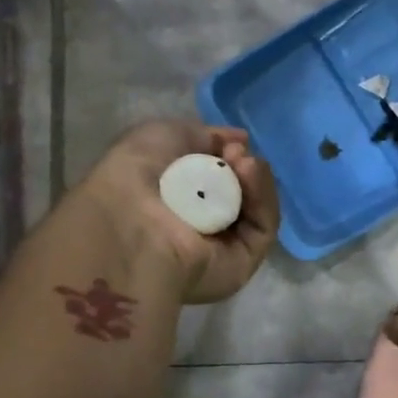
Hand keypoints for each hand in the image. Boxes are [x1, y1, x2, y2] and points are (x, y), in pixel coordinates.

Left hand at [80, 121, 279, 303]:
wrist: (133, 223)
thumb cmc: (134, 176)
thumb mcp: (161, 135)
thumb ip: (203, 135)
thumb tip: (239, 141)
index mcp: (171, 200)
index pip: (213, 176)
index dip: (225, 153)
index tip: (229, 142)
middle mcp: (197, 225)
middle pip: (239, 189)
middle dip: (242, 165)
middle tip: (235, 153)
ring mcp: (223, 246)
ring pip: (255, 206)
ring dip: (254, 178)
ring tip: (243, 162)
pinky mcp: (244, 261)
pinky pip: (264, 224)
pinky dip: (263, 196)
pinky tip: (251, 172)